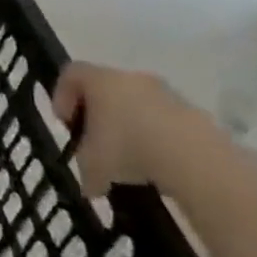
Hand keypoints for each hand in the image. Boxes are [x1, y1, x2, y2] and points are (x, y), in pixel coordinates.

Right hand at [52, 63, 229, 200]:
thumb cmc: (128, 149)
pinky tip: (156, 166)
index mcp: (100, 80)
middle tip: (96, 143)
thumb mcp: (91, 165)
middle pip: (106, 88)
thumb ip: (85, 167)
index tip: (67, 125)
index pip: (71, 73)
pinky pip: (165, 121)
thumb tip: (92, 183)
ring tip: (130, 161)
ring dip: (129, 127)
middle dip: (98, 115)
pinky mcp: (194, 113)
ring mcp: (166, 94)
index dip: (62, 96)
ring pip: (137, 104)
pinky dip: (156, 139)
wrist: (195, 159)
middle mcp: (132, 78)